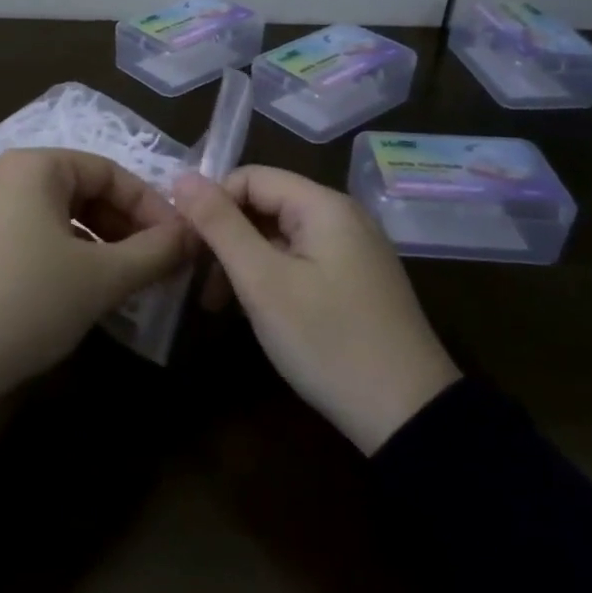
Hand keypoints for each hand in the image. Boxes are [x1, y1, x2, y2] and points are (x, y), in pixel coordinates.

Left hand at [0, 148, 190, 417]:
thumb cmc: (26, 302)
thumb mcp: (100, 278)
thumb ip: (156, 252)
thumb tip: (196, 236)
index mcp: (32, 166)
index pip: (109, 171)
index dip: (151, 206)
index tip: (180, 244)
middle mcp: (0, 175)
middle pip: (81, 190)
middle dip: (124, 226)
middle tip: (155, 265)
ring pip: (54, 215)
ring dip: (96, 244)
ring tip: (122, 282)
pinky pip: (27, 235)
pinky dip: (61, 254)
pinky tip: (77, 290)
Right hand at [173, 166, 459, 453]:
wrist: (409, 416)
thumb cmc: (327, 340)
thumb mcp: (262, 282)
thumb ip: (220, 225)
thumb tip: (182, 177)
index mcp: (323, 205)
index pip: (250, 177)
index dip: (212, 204)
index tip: (187, 246)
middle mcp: (342, 217)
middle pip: (265, 204)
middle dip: (225, 237)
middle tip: (198, 282)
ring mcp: (353, 250)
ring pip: (279, 235)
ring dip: (243, 261)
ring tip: (220, 305)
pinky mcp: (356, 280)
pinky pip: (300, 259)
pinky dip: (270, 277)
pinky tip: (257, 312)